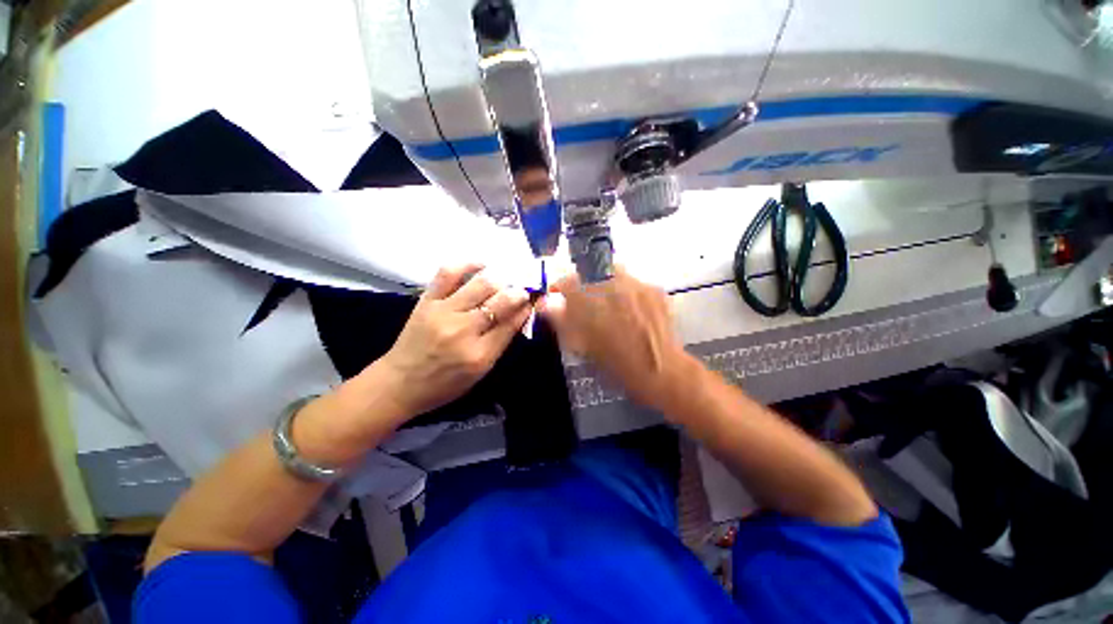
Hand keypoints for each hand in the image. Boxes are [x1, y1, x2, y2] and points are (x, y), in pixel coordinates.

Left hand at [377, 263, 532, 416]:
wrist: (400, 383)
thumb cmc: (445, 383)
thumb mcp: (481, 371)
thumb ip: (502, 341)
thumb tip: (521, 313)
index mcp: (480, 354)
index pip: (512, 322)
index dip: (527, 307)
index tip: (534, 299)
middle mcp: (464, 330)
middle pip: (501, 300)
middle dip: (518, 291)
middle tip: (522, 290)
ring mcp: (443, 312)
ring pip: (481, 284)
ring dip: (500, 279)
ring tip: (505, 280)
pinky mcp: (427, 300)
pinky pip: (448, 273)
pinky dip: (468, 264)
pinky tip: (481, 265)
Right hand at [538, 267, 694, 411]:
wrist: (662, 372)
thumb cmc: (617, 364)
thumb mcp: (582, 345)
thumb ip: (561, 320)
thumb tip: (545, 303)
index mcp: (591, 299)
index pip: (566, 280)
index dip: (559, 287)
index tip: (558, 295)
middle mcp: (613, 284)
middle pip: (590, 271)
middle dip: (584, 284)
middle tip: (587, 302)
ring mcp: (637, 284)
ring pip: (614, 272)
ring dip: (606, 284)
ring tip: (612, 305)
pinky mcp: (655, 289)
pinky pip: (634, 283)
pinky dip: (628, 293)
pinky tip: (633, 311)